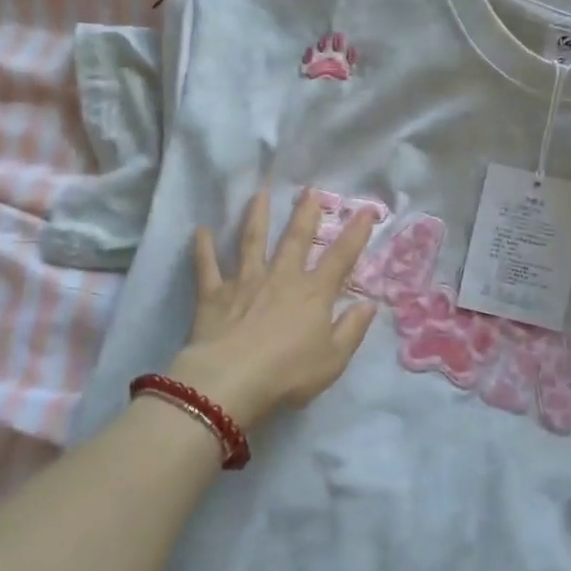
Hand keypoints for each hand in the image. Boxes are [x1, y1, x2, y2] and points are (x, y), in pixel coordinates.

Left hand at [167, 186, 379, 430]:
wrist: (233, 380)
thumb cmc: (288, 373)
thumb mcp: (333, 359)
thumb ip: (352, 330)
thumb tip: (370, 304)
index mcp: (313, 294)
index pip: (340, 258)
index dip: (355, 234)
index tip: (366, 211)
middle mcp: (281, 278)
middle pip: (295, 239)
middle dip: (305, 214)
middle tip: (309, 190)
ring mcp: (245, 282)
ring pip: (251, 241)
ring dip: (256, 216)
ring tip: (259, 194)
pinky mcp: (214, 293)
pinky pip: (207, 266)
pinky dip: (203, 248)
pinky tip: (200, 230)